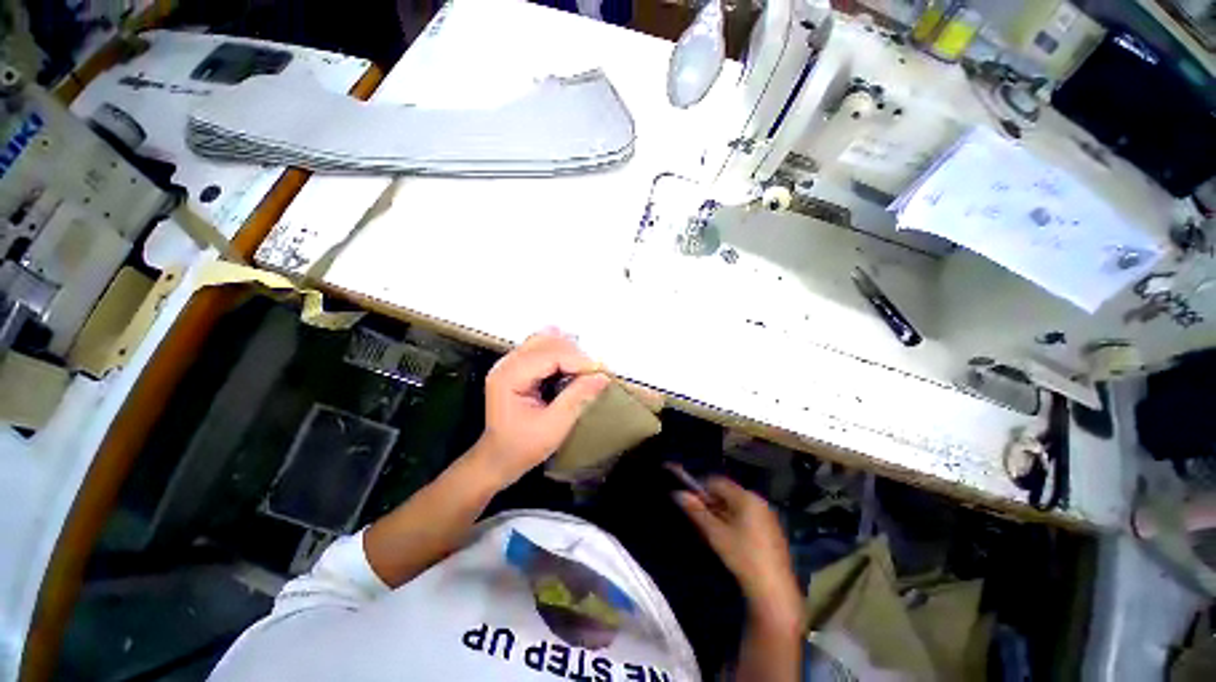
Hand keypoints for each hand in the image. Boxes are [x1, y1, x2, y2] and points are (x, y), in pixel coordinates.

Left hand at [474, 329, 610, 486]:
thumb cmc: (522, 446)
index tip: (601, 371)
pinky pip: (542, 348)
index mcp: (509, 377)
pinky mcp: (518, 366)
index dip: (578, 360)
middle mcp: (507, 363)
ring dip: (569, 351)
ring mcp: (511, 363)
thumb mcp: (553, 426)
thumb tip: (602, 377)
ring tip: (586, 369)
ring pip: (545, 341)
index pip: (549, 355)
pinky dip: (561, 352)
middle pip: (547, 343)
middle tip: (596, 373)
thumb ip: (577, 398)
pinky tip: (573, 363)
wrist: (500, 457)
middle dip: (575, 355)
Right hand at [676, 477, 802, 628]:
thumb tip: (677, 493)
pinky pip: (747, 517)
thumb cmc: (743, 556)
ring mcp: (767, 516)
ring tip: (710, 530)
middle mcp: (758, 500)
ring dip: (721, 513)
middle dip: (711, 502)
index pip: (717, 482)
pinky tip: (727, 539)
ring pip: (736, 506)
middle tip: (698, 518)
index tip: (689, 501)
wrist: (774, 590)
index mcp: (746, 496)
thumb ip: (696, 511)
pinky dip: (733, 521)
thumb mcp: (715, 533)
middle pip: (727, 493)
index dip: (701, 488)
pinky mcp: (771, 530)